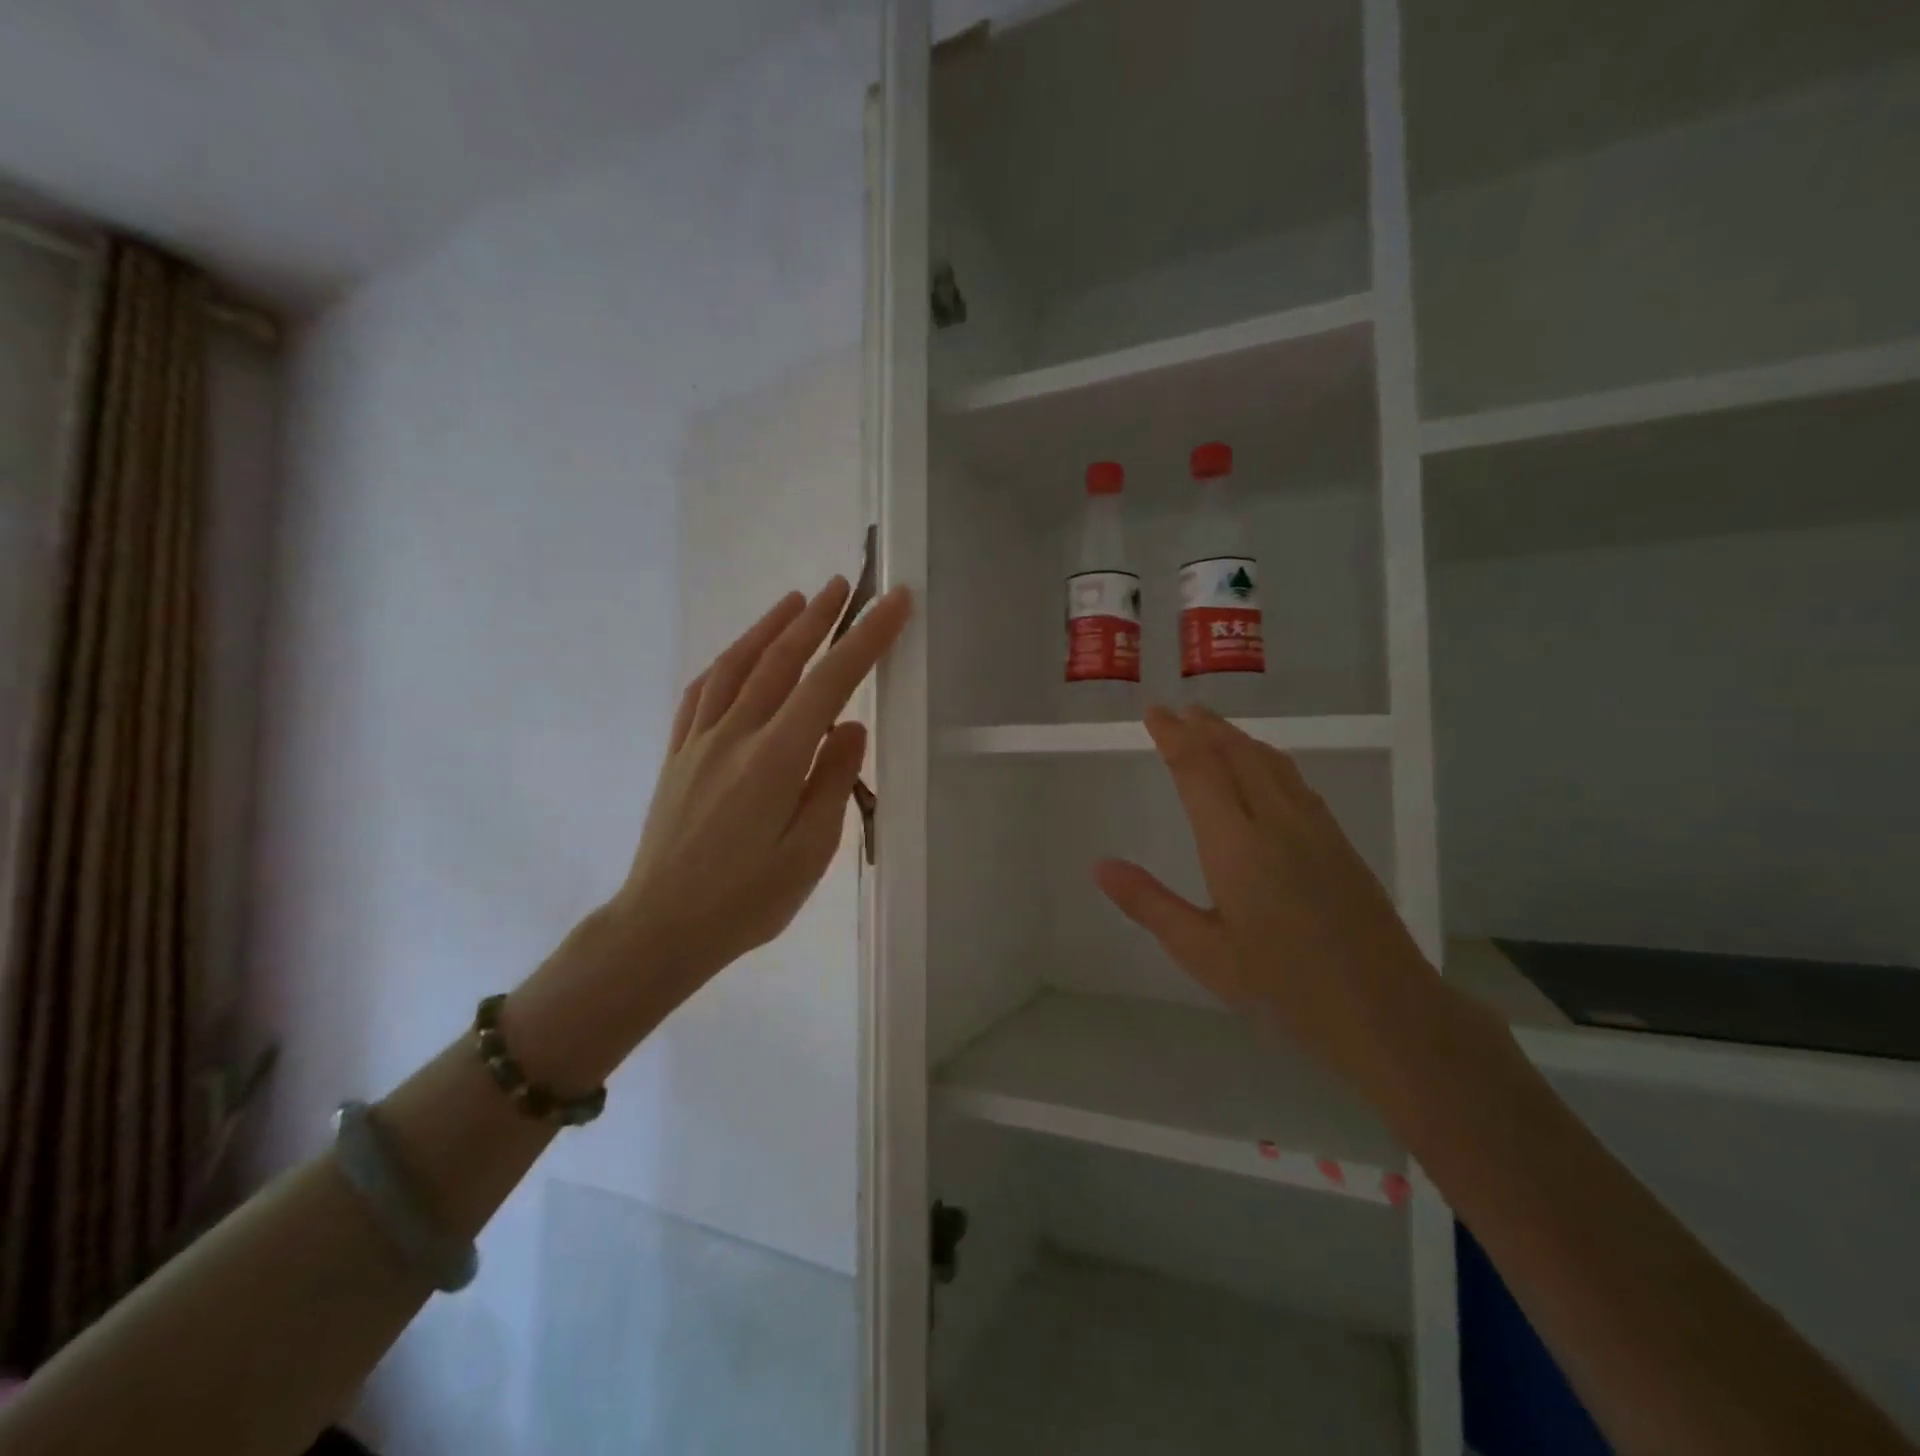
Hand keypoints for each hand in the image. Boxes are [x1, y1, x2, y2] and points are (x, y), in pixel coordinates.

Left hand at [607, 578, 911, 1009]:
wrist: (661, 928)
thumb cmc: (747, 900)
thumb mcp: (809, 851)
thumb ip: (833, 781)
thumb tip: (851, 726)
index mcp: (774, 760)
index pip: (829, 683)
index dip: (864, 639)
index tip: (892, 604)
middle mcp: (734, 736)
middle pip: (780, 661)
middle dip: (817, 619)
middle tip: (842, 585)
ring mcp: (699, 742)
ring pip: (736, 667)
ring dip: (768, 628)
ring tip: (795, 601)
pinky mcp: (678, 755)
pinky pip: (702, 693)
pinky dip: (726, 663)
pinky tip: (739, 655)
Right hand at [1094, 705, 1447, 1098]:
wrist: (1388, 1012)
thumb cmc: (1285, 990)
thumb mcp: (1204, 954)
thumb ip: (1150, 904)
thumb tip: (1100, 866)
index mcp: (1237, 847)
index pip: (1199, 772)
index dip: (1174, 737)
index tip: (1154, 712)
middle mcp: (1277, 824)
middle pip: (1238, 755)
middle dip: (1205, 727)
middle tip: (1178, 710)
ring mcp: (1315, 830)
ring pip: (1271, 763)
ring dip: (1237, 738)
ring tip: (1212, 728)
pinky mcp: (1339, 843)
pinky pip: (1295, 781)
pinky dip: (1267, 760)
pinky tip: (1265, 770)